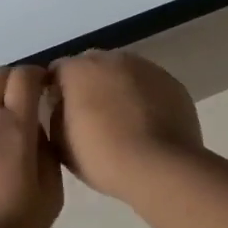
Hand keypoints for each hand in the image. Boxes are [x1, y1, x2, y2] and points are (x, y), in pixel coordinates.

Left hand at [0, 67, 62, 227]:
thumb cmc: (12, 226)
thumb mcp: (50, 195)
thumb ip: (48, 154)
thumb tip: (38, 132)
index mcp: (14, 126)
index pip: (24, 77)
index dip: (38, 73)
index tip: (49, 84)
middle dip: (17, 77)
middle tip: (31, 95)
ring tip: (8, 110)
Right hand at [49, 50, 202, 199]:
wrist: (161, 168)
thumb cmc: (102, 156)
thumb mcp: (60, 143)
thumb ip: (55, 115)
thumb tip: (63, 106)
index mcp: (78, 69)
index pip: (58, 70)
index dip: (56, 90)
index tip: (60, 112)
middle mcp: (111, 58)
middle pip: (93, 66)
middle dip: (89, 85)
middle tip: (91, 116)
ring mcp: (145, 67)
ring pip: (124, 73)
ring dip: (119, 88)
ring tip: (123, 121)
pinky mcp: (172, 82)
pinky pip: (150, 86)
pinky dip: (145, 98)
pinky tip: (148, 124)